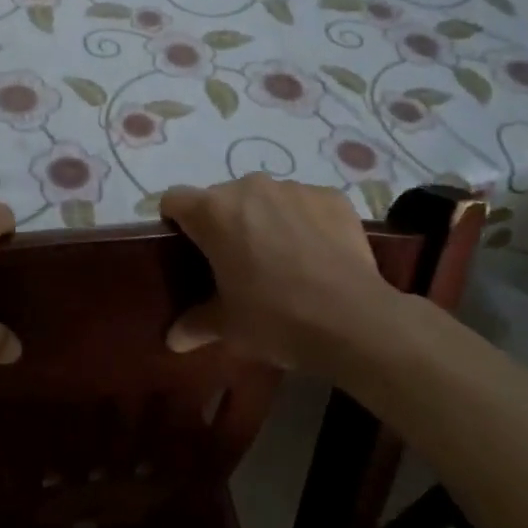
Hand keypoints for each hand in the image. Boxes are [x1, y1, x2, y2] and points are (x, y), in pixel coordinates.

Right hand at [160, 176, 406, 377]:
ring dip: (264, 219)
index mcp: (213, 212)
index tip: (187, 250)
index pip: (174, 200)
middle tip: (235, 263)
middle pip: (221, 198)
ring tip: (281, 259)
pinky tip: (316, 255)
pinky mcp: (331, 197)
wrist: (354, 320)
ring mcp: (294, 188)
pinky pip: (304, 203)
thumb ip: (195, 324)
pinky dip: (303, 221)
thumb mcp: (228, 327)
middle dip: (223, 224)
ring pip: (264, 198)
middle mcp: (249, 187)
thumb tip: (172, 339)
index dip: (175, 222)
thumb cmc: (276, 318)